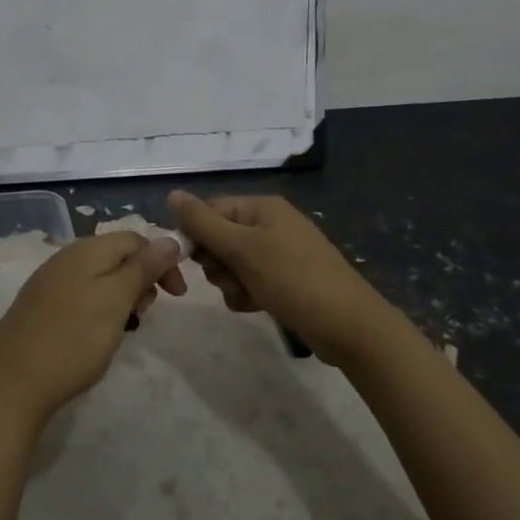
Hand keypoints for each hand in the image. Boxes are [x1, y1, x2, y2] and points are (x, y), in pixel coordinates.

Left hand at [0, 232, 185, 433]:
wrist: (12, 384)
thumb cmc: (73, 340)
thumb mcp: (117, 300)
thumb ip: (143, 267)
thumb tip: (169, 239)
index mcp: (86, 249)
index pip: (135, 239)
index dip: (162, 262)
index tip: (177, 296)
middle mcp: (65, 257)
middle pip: (117, 257)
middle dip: (140, 282)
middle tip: (142, 316)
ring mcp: (48, 282)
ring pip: (99, 279)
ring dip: (121, 299)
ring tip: (122, 330)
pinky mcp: (38, 307)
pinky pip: (80, 296)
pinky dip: (98, 311)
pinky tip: (94, 337)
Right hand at [168, 190, 394, 363]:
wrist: (348, 325)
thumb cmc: (292, 279)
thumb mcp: (242, 249)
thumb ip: (203, 223)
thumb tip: (172, 193)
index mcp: (261, 207)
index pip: (210, 211)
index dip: (196, 235)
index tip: (192, 261)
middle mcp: (269, 224)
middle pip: (219, 238)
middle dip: (217, 264)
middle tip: (230, 278)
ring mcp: (279, 252)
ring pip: (232, 264)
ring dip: (230, 283)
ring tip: (248, 296)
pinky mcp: (285, 279)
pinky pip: (249, 281)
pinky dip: (246, 294)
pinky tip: (256, 306)